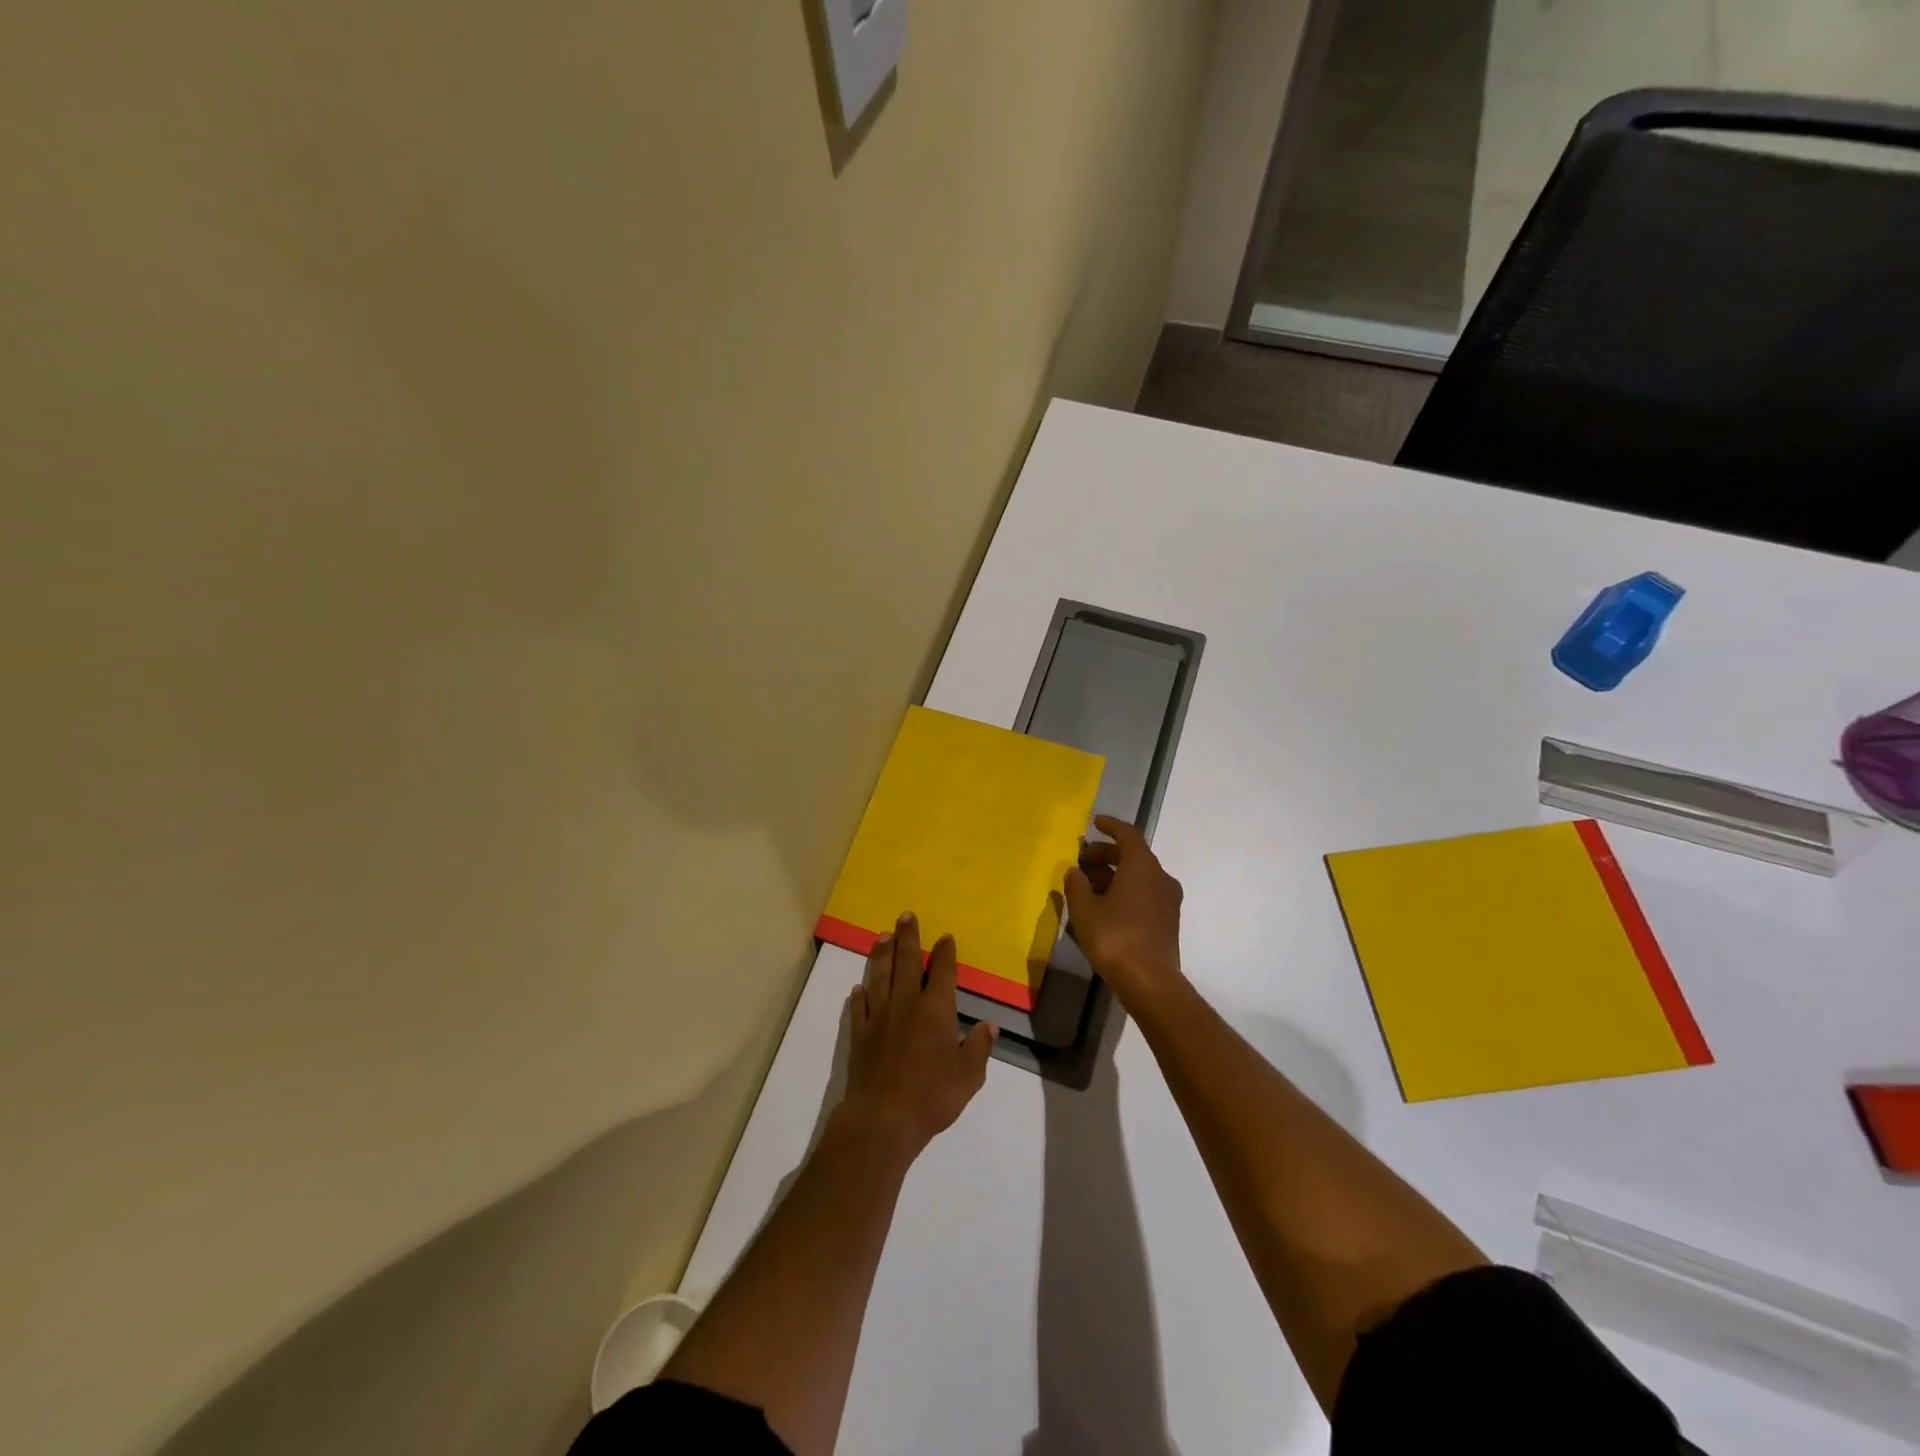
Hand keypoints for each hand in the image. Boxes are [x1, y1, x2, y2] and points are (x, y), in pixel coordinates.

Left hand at [838, 913, 996, 1159]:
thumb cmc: (932, 1096)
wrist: (882, 1118)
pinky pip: (859, 1007)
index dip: (945, 953)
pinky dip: (860, 995)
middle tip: (906, 916)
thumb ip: (979, 1047)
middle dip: (908, 937)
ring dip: (882, 954)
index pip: (943, 972)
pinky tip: (859, 987)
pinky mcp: (859, 1034)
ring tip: (882, 937)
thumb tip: (989, 1026)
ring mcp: (879, 1016)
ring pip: (880, 976)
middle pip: (907, 961)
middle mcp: (906, 1003)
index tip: (945, 937)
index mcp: (936, 1009)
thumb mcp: (968, 1076)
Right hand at [1063, 815, 1184, 1006]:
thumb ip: (1076, 885)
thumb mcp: (1084, 910)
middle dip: (1106, 854)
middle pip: (1133, 856)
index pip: (1128, 834)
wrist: (1150, 981)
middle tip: (1082, 859)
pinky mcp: (1168, 921)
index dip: (1110, 826)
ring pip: (1138, 877)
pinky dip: (1124, 891)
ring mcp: (1168, 901)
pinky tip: (1103, 905)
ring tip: (1087, 884)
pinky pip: (1144, 894)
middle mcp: (1160, 877)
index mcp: (1142, 866)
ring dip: (1114, 875)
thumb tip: (1074, 871)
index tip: (1094, 822)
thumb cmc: (1115, 937)